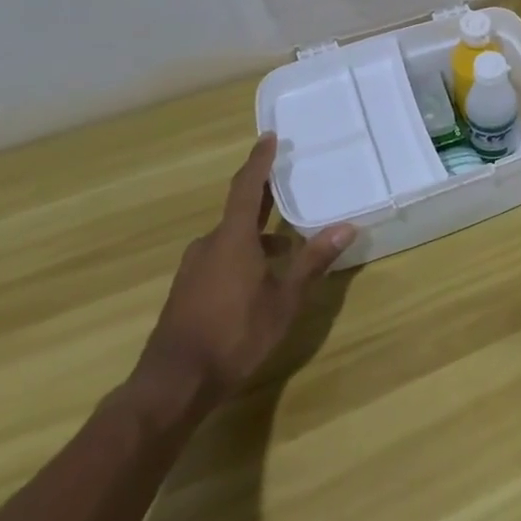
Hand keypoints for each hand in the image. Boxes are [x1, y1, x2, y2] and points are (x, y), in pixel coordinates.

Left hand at [130, 134, 354, 413]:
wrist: (174, 383)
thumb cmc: (234, 334)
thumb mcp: (284, 300)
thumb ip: (313, 261)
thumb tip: (346, 227)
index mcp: (232, 238)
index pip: (247, 187)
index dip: (259, 161)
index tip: (268, 137)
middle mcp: (209, 245)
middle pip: (239, 210)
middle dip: (264, 196)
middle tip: (287, 181)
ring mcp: (194, 268)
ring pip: (231, 238)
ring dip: (257, 234)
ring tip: (287, 242)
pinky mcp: (187, 290)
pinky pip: (221, 257)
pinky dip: (244, 254)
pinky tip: (261, 276)